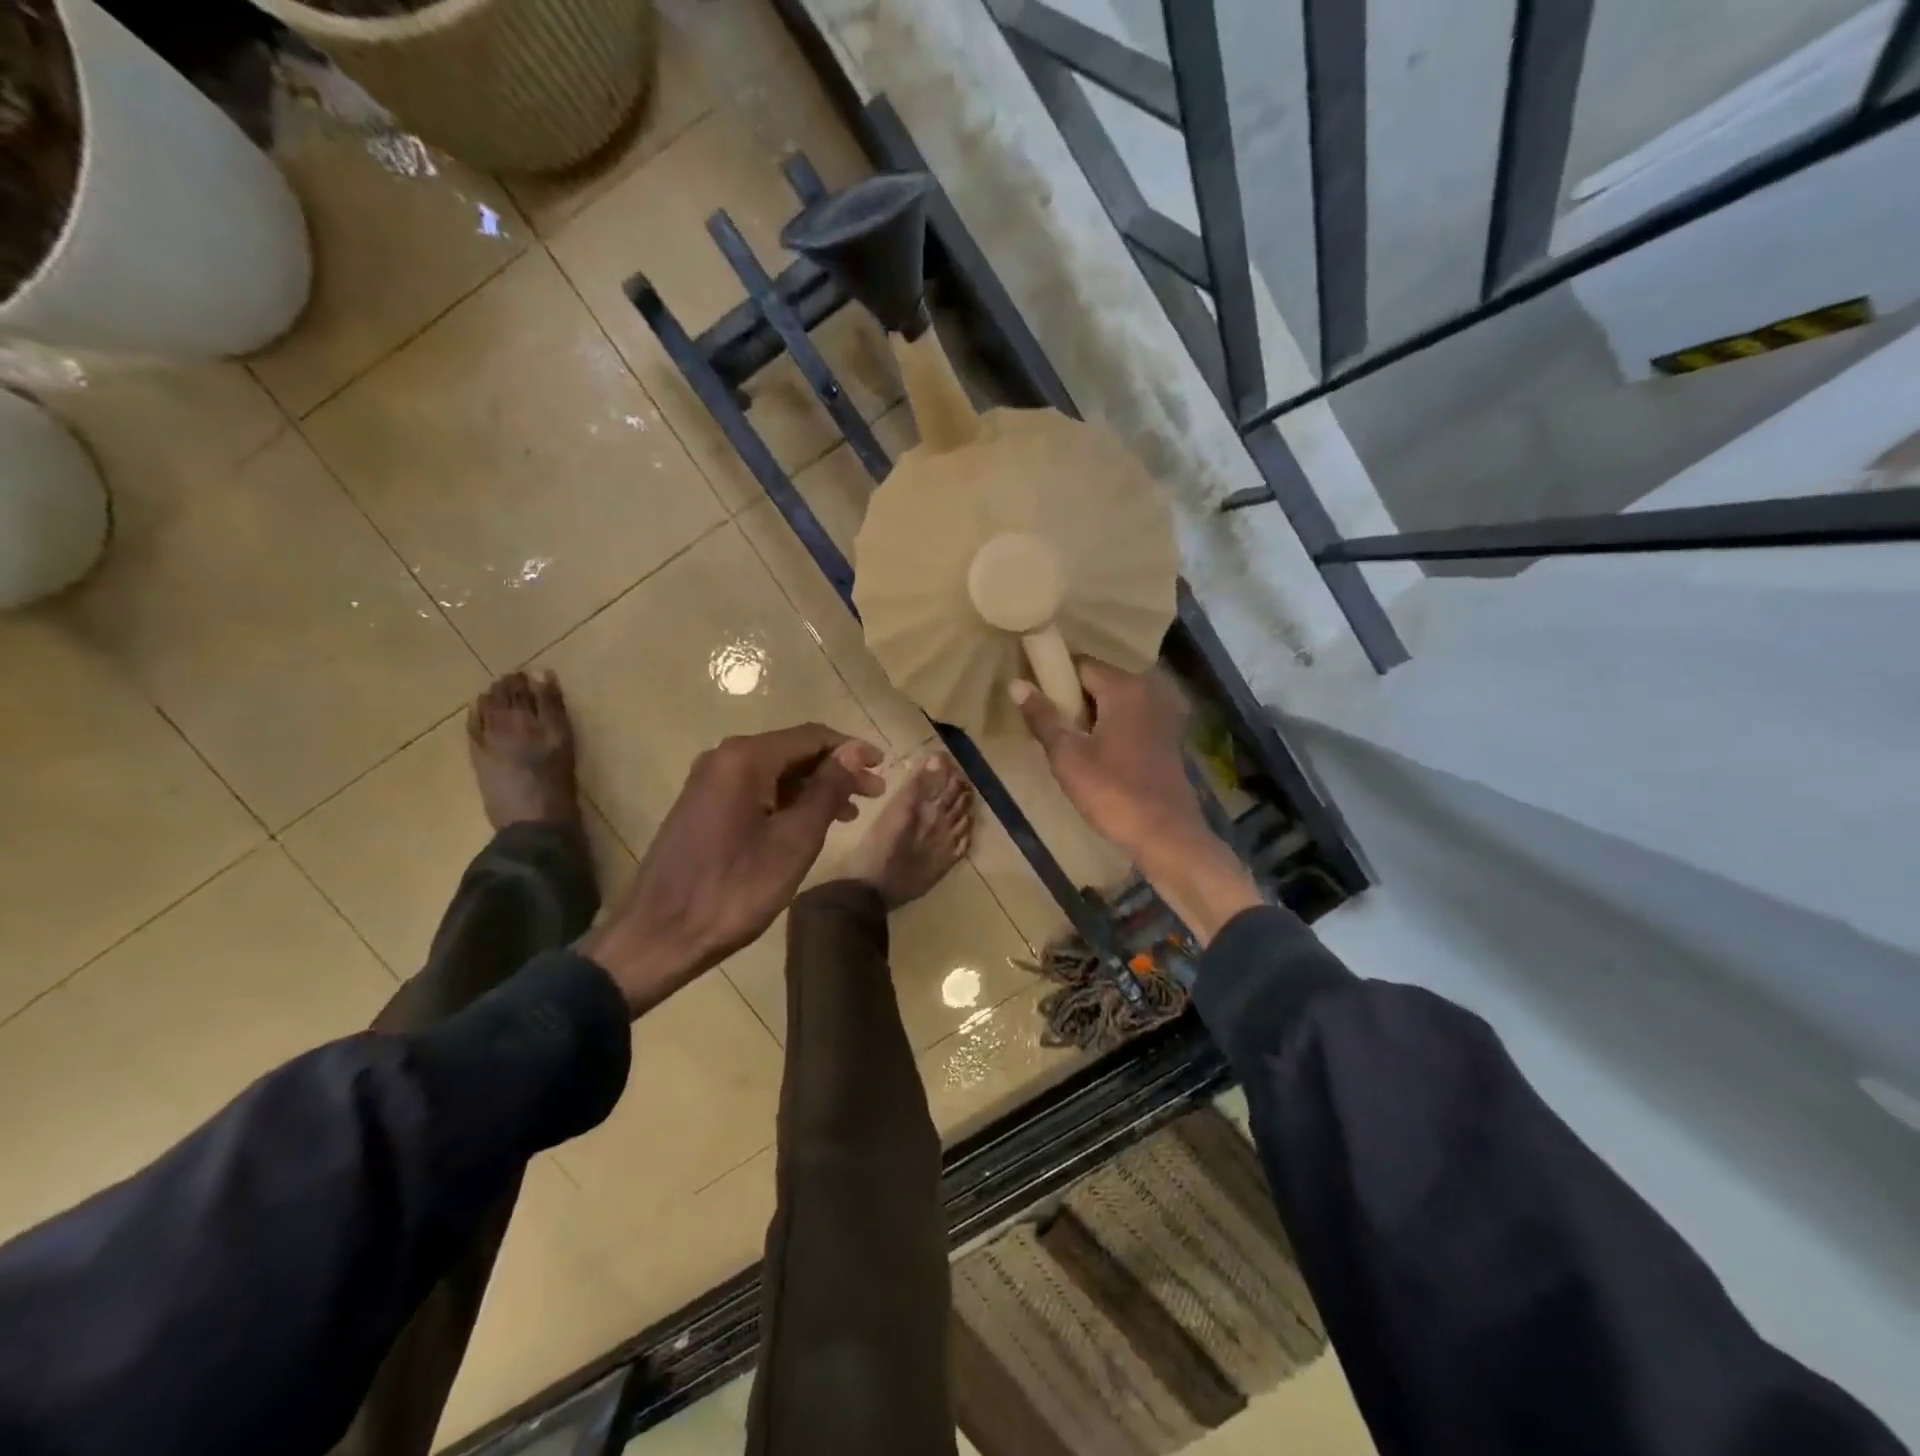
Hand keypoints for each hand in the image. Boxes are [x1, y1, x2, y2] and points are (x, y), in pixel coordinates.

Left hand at [580, 725, 885, 1013]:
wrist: (659, 935)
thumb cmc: (735, 888)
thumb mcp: (794, 840)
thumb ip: (827, 790)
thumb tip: (854, 751)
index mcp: (745, 758)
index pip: (812, 736)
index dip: (852, 749)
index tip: (884, 768)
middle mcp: (724, 758)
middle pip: (793, 751)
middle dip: (836, 769)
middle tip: (874, 794)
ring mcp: (709, 782)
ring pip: (775, 771)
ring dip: (814, 787)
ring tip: (850, 813)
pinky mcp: (702, 806)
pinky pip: (756, 789)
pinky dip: (788, 801)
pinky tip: (809, 823)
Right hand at [1012, 660, 1260, 943]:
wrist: (1165, 835)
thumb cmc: (1112, 792)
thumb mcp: (1067, 756)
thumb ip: (1043, 717)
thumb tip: (1017, 684)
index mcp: (1124, 688)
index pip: (1080, 665)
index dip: (1053, 679)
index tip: (1034, 701)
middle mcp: (1147, 692)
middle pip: (1098, 682)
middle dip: (1071, 700)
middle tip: (1045, 727)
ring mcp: (1161, 715)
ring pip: (1112, 704)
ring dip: (1088, 718)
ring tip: (1065, 744)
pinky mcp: (1165, 738)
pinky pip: (1128, 721)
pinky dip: (1108, 730)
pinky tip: (1094, 757)